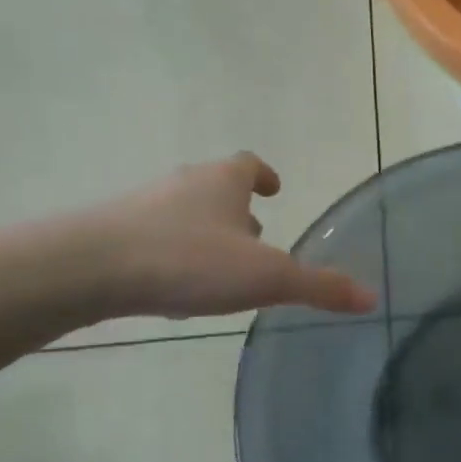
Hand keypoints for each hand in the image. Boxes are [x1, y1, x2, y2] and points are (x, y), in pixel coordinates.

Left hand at [83, 153, 375, 319]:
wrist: (87, 269)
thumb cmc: (189, 261)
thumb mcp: (266, 278)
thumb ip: (319, 287)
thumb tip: (373, 297)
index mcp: (223, 183)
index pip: (248, 164)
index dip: (264, 175)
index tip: (274, 188)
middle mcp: (183, 185)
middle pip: (216, 189)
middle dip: (237, 211)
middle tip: (256, 237)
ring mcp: (142, 208)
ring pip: (183, 216)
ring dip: (205, 235)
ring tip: (219, 271)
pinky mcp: (111, 235)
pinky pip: (153, 241)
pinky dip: (172, 258)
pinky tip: (175, 293)